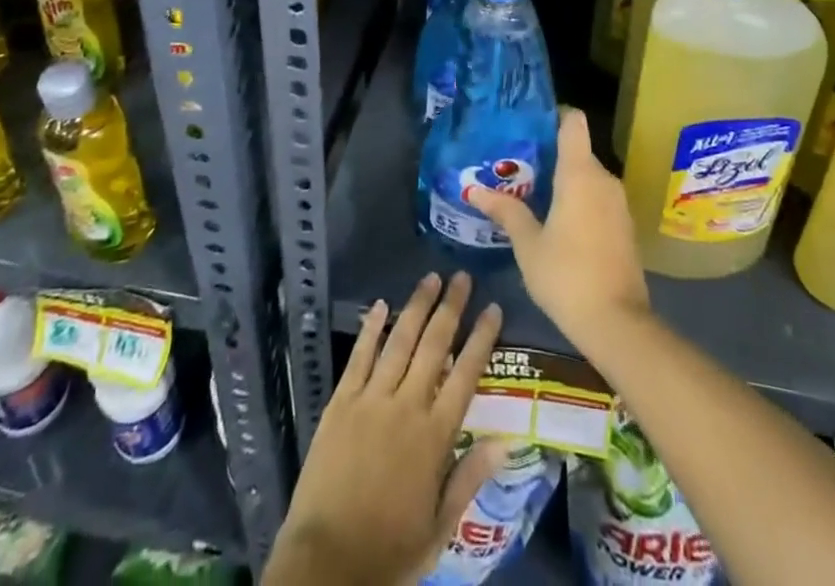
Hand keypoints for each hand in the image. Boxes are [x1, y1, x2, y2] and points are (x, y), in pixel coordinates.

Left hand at [267, 272, 504, 585]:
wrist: (327, 564)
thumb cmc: (389, 551)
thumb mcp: (439, 528)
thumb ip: (470, 477)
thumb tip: (507, 441)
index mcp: (435, 437)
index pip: (466, 374)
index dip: (482, 338)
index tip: (493, 308)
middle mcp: (407, 407)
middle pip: (434, 345)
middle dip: (451, 307)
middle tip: (462, 276)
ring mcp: (371, 400)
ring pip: (399, 341)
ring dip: (416, 306)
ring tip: (430, 278)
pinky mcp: (341, 402)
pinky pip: (359, 357)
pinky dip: (371, 328)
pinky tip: (380, 304)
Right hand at [468, 108, 650, 354]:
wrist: (617, 323)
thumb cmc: (566, 275)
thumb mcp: (528, 245)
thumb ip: (506, 212)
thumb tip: (475, 190)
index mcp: (579, 173)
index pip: (573, 121)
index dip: (554, 115)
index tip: (530, 125)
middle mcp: (603, 178)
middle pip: (577, 150)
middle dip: (550, 155)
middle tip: (517, 166)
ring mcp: (618, 202)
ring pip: (588, 176)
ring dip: (564, 180)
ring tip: (531, 192)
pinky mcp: (625, 225)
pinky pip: (598, 197)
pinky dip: (579, 200)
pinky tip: (557, 220)